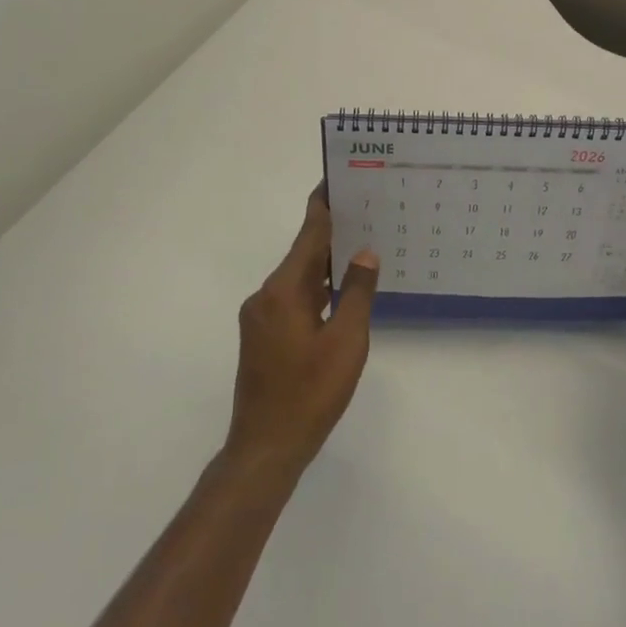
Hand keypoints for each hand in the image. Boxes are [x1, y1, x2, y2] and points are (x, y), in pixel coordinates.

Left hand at [226, 188, 379, 485]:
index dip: (324, 205)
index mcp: (283, 291)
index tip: (338, 177)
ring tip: (360, 246)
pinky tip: (339, 291)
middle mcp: (265, 296)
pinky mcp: (261, 337)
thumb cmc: (310, 393)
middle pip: (302, 253)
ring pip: (297, 278)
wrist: (266, 449)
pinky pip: (292, 298)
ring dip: (324, 263)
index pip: (308, 235)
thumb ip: (356, 293)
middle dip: (331, 232)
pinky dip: (315, 288)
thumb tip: (364, 253)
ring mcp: (260, 318)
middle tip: (366, 210)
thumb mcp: (346, 342)